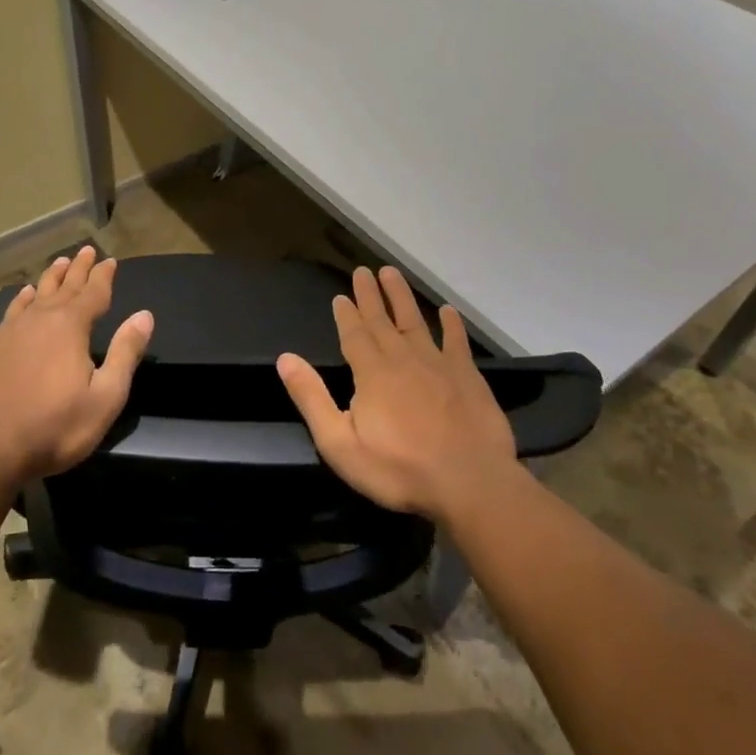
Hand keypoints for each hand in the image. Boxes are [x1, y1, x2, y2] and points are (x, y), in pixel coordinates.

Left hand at [0, 245, 153, 482]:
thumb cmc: (52, 428)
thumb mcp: (104, 398)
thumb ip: (125, 354)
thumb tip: (144, 315)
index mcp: (70, 328)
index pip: (93, 293)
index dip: (103, 276)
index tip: (110, 260)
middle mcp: (39, 320)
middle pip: (64, 287)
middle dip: (78, 269)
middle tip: (86, 250)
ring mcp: (8, 332)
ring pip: (35, 295)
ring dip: (50, 279)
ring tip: (59, 263)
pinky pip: (11, 312)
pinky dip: (22, 300)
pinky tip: (24, 296)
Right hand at [277, 265, 518, 521]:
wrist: (469, 483)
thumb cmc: (398, 469)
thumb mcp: (340, 443)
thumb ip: (312, 398)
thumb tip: (285, 358)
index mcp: (371, 373)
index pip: (354, 334)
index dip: (346, 314)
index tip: (340, 295)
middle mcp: (403, 359)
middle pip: (382, 321)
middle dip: (370, 296)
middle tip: (363, 271)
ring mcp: (438, 365)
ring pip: (416, 321)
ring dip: (402, 297)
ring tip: (392, 273)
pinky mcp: (467, 377)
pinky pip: (456, 342)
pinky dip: (451, 324)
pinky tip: (447, 311)